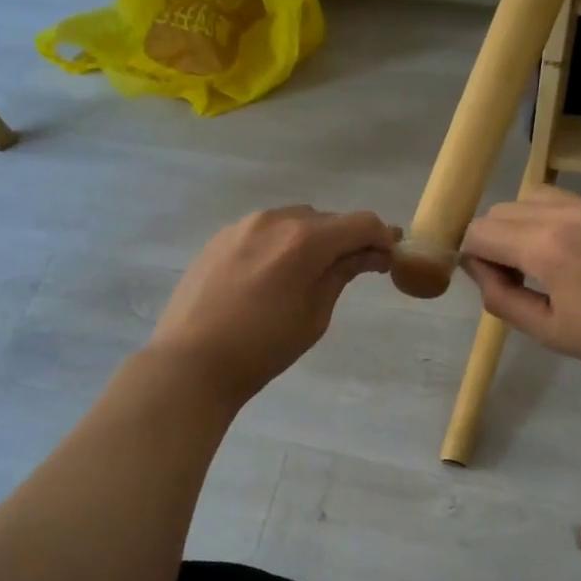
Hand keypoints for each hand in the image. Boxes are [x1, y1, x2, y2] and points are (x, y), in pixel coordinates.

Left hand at [149, 207, 396, 406]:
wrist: (192, 361)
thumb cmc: (263, 347)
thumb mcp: (314, 315)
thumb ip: (342, 274)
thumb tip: (368, 254)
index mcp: (305, 239)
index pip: (362, 222)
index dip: (382, 238)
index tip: (388, 260)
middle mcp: (276, 219)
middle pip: (328, 219)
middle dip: (347, 239)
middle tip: (354, 270)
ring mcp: (244, 224)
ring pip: (294, 220)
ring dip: (313, 239)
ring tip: (309, 274)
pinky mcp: (221, 236)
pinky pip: (265, 230)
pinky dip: (282, 243)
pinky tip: (273, 275)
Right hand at [459, 187, 580, 389]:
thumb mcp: (548, 331)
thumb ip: (501, 298)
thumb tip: (478, 270)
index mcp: (544, 246)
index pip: (480, 232)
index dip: (474, 258)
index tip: (495, 284)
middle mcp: (567, 212)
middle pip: (503, 210)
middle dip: (496, 240)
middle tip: (520, 277)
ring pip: (538, 197)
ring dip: (527, 224)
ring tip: (550, 259)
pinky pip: (578, 203)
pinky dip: (565, 222)